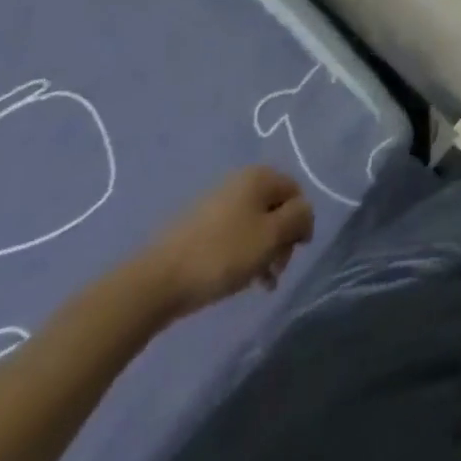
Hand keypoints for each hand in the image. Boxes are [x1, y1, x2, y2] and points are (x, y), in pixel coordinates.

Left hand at [138, 167, 315, 319]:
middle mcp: (240, 182)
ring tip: (259, 283)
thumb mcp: (272, 235)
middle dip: (282, 240)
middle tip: (276, 271)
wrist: (156, 282)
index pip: (297, 193)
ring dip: (264, 251)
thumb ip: (299, 218)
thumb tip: (304, 213)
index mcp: (260, 176)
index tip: (294, 253)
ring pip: (255, 224)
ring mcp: (217, 203)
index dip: (301, 222)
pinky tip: (238, 279)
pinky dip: (242, 254)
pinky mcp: (199, 226)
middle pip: (276, 208)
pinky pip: (234, 235)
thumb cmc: (223, 254)